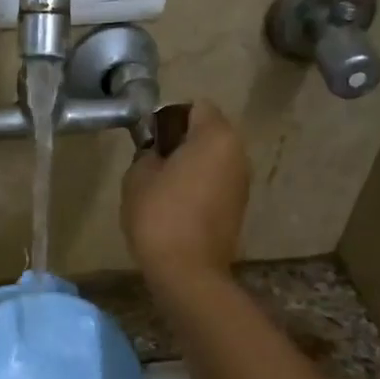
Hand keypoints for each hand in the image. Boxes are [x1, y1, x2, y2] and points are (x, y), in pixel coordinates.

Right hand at [121, 98, 249, 289]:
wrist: (188, 271)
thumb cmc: (159, 215)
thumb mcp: (137, 176)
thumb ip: (146, 153)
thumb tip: (156, 153)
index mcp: (215, 136)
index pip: (195, 107)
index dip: (169, 117)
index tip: (149, 139)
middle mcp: (238, 153)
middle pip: (208, 133)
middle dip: (181, 141)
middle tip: (152, 162)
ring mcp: (242, 182)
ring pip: (213, 160)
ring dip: (191, 166)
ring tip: (162, 187)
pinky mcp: (238, 207)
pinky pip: (216, 183)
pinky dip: (199, 187)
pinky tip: (176, 207)